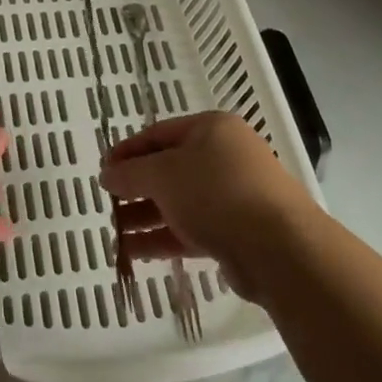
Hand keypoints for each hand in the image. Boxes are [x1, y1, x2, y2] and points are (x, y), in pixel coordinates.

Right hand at [99, 111, 316, 302]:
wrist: (278, 248)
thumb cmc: (216, 192)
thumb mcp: (163, 174)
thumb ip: (131, 173)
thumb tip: (107, 174)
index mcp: (211, 129)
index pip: (159, 133)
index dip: (128, 150)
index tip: (103, 169)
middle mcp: (224, 157)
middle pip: (170, 169)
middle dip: (136, 188)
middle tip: (108, 203)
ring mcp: (233, 196)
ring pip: (180, 202)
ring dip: (146, 217)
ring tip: (115, 233)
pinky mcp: (236, 232)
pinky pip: (192, 230)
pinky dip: (164, 238)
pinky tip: (135, 252)